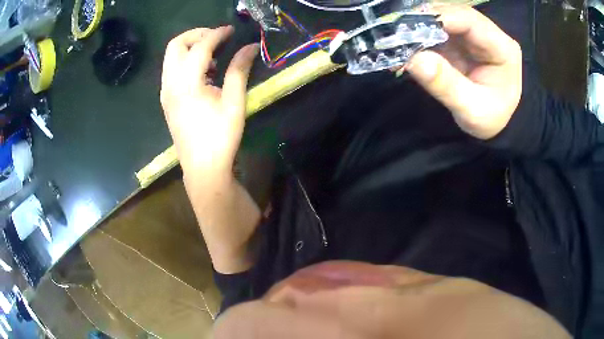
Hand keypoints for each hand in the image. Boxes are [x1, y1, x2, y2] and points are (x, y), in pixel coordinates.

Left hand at [161, 27, 261, 273]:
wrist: (202, 169)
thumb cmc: (220, 138)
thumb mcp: (234, 102)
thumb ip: (239, 70)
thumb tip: (250, 47)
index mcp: (186, 83)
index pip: (200, 46)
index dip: (217, 34)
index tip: (232, 30)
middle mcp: (170, 84)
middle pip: (175, 45)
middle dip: (196, 35)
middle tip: (218, 39)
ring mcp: (165, 93)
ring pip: (171, 57)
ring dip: (190, 48)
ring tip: (213, 57)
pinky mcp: (167, 100)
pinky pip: (172, 70)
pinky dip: (186, 62)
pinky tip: (204, 74)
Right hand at [407, 5, 521, 139]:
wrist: (492, 126)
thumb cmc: (489, 120)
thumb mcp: (471, 110)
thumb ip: (446, 86)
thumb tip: (414, 60)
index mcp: (503, 48)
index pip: (470, 20)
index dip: (440, 17)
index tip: (409, 26)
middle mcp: (489, 34)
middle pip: (453, 14)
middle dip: (424, 20)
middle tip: (396, 31)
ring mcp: (472, 35)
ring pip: (442, 18)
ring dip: (418, 26)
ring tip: (396, 38)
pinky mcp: (459, 40)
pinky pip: (436, 30)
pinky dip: (419, 35)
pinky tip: (404, 44)